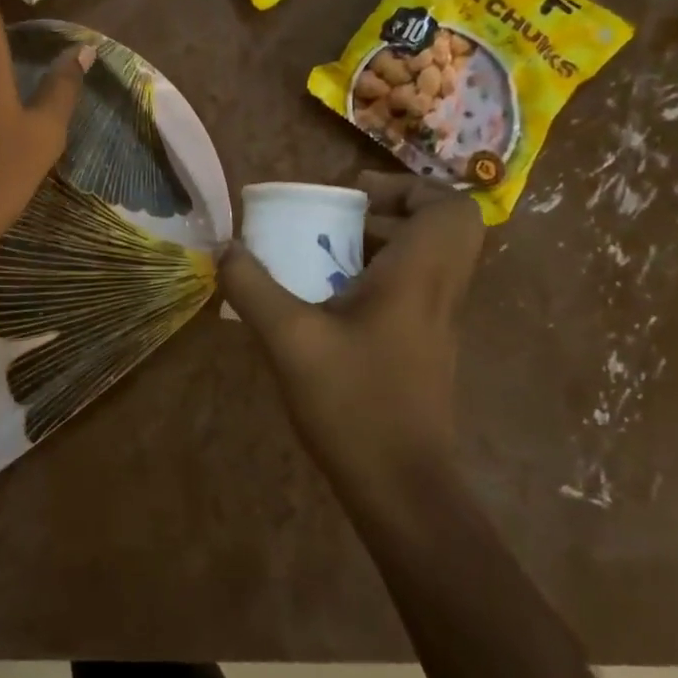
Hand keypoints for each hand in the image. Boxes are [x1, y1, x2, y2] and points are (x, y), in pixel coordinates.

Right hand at [221, 172, 484, 489]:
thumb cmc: (353, 405)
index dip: (409, 188)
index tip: (355, 198)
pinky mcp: (425, 349)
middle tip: (339, 219)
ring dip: (381, 245)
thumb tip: (226, 248)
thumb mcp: (289, 340)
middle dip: (391, 211)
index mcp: (419, 278)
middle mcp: (438, 293)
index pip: (452, 208)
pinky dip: (378, 278)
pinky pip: (413, 290)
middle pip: (443, 228)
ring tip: (323, 254)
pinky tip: (327, 304)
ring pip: (427, 259)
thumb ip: (253, 287)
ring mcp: (437, 324)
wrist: (402, 489)